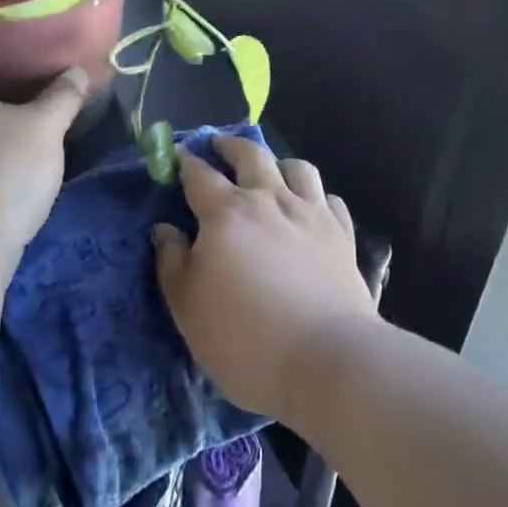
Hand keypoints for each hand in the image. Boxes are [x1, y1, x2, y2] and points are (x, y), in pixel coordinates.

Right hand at [152, 135, 375, 420]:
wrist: (327, 360)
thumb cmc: (244, 338)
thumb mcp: (188, 307)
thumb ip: (172, 262)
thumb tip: (165, 229)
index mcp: (226, 212)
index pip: (199, 175)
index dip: (186, 163)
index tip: (179, 157)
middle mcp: (268, 200)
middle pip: (250, 155)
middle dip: (231, 146)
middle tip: (219, 146)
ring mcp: (310, 214)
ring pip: (297, 167)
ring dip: (278, 164)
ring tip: (270, 172)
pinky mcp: (342, 235)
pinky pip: (330, 199)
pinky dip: (316, 197)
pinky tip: (312, 208)